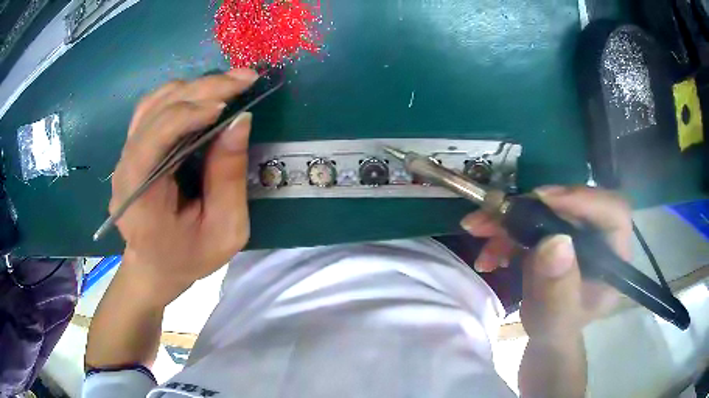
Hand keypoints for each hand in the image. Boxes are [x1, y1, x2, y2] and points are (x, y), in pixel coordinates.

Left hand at [109, 69, 258, 303]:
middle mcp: (125, 168)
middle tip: (245, 79)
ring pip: (154, 102)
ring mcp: (127, 154)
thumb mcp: (224, 231)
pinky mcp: (134, 147)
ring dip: (194, 87)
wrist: (154, 265)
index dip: (187, 114)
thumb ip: (229, 179)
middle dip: (201, 89)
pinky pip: (154, 107)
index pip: (152, 140)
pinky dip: (181, 93)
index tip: (227, 105)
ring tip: (231, 83)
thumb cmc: (189, 256)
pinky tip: (205, 94)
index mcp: (140, 197)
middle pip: (156, 110)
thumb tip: (241, 121)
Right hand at [461, 186, 631, 337]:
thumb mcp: (556, 321)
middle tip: (494, 214)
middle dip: (530, 208)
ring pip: (546, 208)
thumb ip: (558, 291)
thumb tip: (555, 242)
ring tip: (478, 231)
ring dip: (509, 218)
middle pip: (573, 203)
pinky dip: (504, 231)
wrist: (544, 333)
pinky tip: (489, 253)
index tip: (543, 200)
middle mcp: (598, 236)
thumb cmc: (556, 331)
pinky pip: (529, 219)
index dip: (583, 199)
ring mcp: (575, 232)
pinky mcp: (555, 232)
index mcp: (613, 256)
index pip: (613, 212)